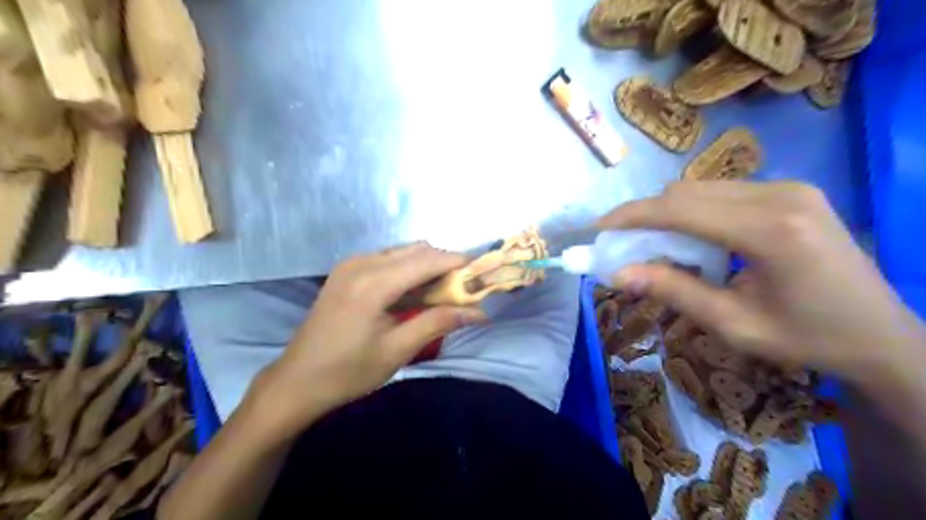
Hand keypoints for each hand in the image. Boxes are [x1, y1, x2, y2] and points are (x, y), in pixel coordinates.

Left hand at [247, 243, 490, 434]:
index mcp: (373, 283)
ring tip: (441, 295)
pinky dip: (407, 270)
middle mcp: (362, 263)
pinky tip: (413, 294)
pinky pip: (387, 259)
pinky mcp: (345, 272)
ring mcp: (350, 265)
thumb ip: (438, 323)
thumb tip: (478, 312)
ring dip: (426, 267)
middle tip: (463, 291)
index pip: (428, 260)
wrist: (296, 381)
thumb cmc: (348, 371)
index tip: (481, 275)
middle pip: (416, 250)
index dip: (458, 263)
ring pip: (402, 252)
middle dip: (444, 265)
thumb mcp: (397, 350)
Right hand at [601, 183, 925, 389]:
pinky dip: (695, 212)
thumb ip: (673, 291)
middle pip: (686, 191)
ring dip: (669, 213)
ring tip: (658, 247)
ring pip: (702, 188)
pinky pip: (722, 192)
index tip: (599, 228)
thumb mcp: (733, 324)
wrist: (883, 336)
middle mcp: (780, 195)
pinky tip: (696, 240)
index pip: (679, 209)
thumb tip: (618, 274)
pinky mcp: (791, 191)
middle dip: (647, 215)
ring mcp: (789, 188)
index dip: (632, 216)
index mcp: (769, 231)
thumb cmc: (808, 339)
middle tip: (626, 246)